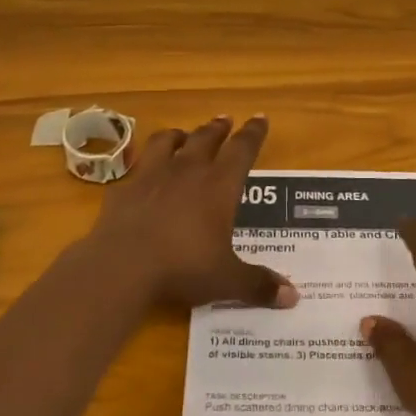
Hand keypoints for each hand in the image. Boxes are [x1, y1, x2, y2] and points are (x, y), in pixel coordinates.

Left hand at [77, 116, 298, 312]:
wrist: (122, 265)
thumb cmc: (183, 267)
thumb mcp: (226, 280)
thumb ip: (258, 284)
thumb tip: (293, 297)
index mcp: (219, 186)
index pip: (242, 150)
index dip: (253, 134)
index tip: (259, 118)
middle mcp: (188, 171)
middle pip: (206, 139)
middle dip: (218, 128)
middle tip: (225, 119)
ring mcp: (152, 176)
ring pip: (168, 142)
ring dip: (179, 135)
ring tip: (184, 135)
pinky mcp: (124, 188)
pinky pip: (137, 166)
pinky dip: (145, 163)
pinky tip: (144, 171)